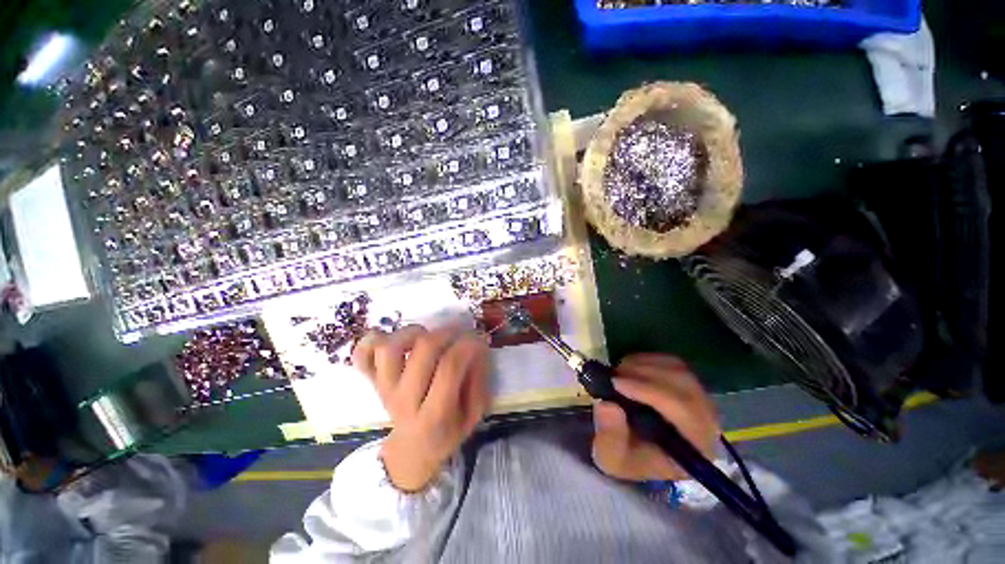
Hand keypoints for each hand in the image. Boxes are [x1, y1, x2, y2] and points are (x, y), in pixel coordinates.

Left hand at [352, 325, 489, 491]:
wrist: (411, 451)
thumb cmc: (447, 431)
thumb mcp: (474, 415)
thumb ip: (479, 381)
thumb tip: (478, 345)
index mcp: (434, 417)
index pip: (450, 368)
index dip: (467, 346)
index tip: (479, 340)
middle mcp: (404, 401)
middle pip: (424, 351)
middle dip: (448, 333)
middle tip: (460, 334)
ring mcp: (384, 389)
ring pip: (391, 348)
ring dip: (413, 333)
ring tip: (427, 336)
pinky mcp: (372, 381)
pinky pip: (362, 354)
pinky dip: (374, 340)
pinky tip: (395, 340)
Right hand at [592, 354, 719, 481]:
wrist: (639, 449)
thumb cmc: (629, 456)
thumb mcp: (612, 457)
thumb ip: (610, 437)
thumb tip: (607, 405)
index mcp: (695, 447)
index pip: (684, 411)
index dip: (650, 392)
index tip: (616, 383)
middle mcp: (707, 420)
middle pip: (684, 385)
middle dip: (644, 374)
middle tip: (613, 375)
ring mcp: (699, 397)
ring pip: (677, 369)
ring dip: (643, 365)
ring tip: (618, 373)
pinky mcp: (688, 382)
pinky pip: (671, 362)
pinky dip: (647, 360)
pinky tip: (629, 369)